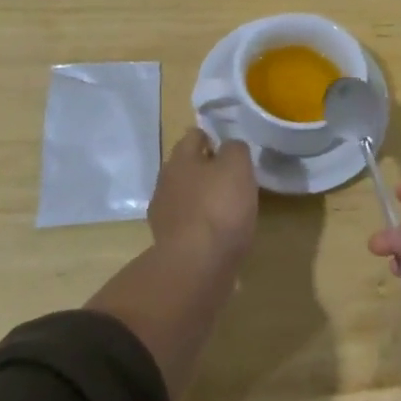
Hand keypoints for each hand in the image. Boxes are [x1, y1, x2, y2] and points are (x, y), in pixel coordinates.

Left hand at [148, 129, 257, 258]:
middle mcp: (165, 182)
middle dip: (205, 169)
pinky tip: (217, 233)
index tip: (230, 150)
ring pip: (185, 196)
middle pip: (186, 167)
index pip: (193, 136)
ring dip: (201, 198)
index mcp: (180, 159)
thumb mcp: (237, 167)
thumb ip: (235, 149)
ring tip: (227, 209)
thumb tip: (230, 148)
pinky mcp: (167, 243)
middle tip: (232, 179)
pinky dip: (200, 225)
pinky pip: (187, 224)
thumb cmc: (219, 207)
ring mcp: (163, 214)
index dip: (212, 138)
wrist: (196, 265)